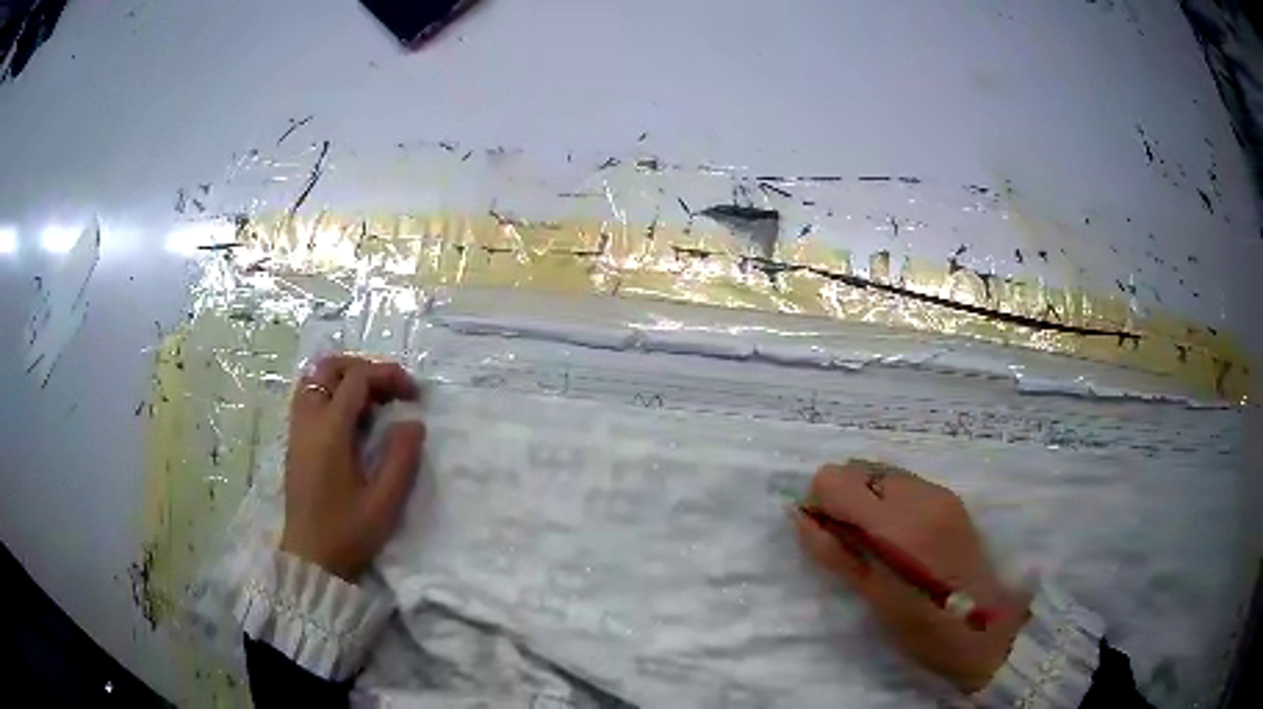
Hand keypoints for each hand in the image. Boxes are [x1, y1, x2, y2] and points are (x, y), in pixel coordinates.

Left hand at [280, 355, 426, 581]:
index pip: (357, 379)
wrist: (311, 558)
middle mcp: (308, 420)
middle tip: (391, 391)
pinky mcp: (295, 440)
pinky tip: (352, 419)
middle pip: (330, 367)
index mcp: (329, 431)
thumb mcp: (384, 502)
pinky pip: (309, 396)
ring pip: (315, 378)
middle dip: (364, 368)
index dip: (388, 376)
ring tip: (373, 401)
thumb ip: (402, 458)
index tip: (414, 397)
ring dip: (345, 378)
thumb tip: (413, 423)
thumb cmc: (348, 532)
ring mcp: (297, 429)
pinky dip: (332, 392)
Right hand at [791, 461, 1030, 692]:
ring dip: (865, 496)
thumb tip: (799, 517)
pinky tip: (896, 535)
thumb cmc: (923, 628)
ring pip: (882, 471)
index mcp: (898, 526)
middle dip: (842, 497)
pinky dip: (887, 499)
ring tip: (872, 540)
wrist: (986, 629)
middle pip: (858, 468)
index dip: (818, 502)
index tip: (822, 533)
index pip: (835, 480)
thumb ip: (834, 552)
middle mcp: (920, 496)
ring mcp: (939, 493)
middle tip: (846, 540)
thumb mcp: (873, 597)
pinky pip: (904, 481)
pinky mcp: (950, 498)